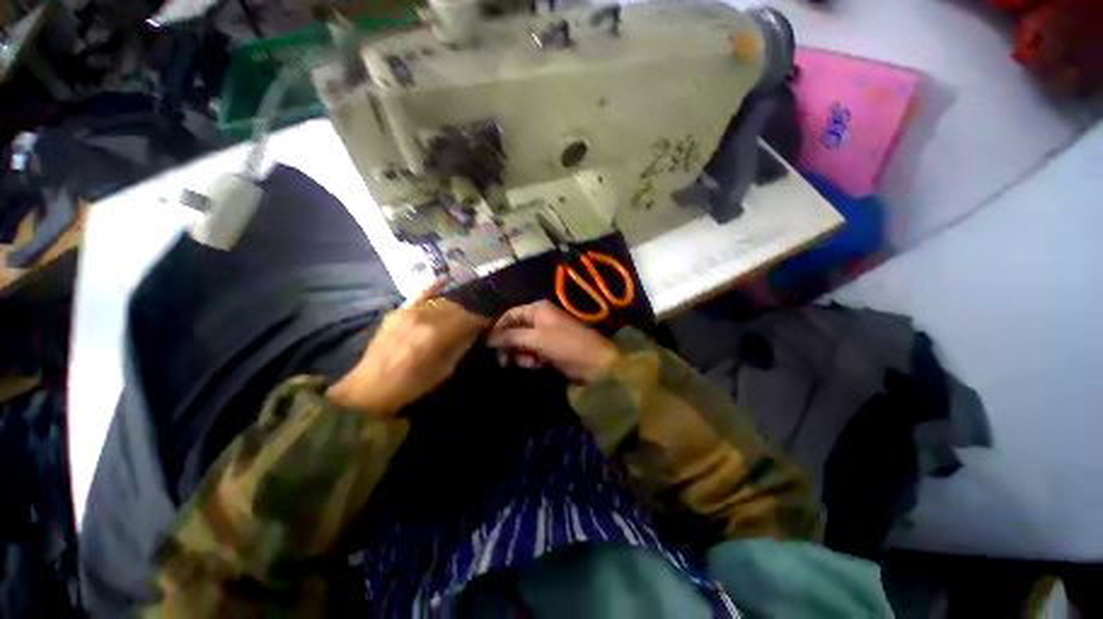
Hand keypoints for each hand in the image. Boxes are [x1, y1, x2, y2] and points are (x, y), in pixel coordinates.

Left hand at [327, 282, 489, 416]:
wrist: (370, 388)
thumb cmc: (412, 384)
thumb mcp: (444, 370)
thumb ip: (461, 346)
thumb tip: (474, 332)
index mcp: (437, 334)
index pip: (468, 319)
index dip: (480, 322)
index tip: (487, 326)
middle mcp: (424, 317)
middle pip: (456, 308)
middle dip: (467, 316)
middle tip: (471, 326)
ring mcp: (408, 311)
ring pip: (441, 302)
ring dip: (453, 309)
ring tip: (456, 318)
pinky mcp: (398, 311)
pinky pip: (419, 295)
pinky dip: (433, 288)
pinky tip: (444, 280)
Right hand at [486, 300, 619, 383]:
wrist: (595, 364)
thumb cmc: (566, 345)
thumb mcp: (537, 339)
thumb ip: (511, 337)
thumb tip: (487, 338)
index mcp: (538, 309)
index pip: (509, 315)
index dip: (498, 329)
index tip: (488, 346)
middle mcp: (540, 318)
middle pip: (514, 330)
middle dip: (510, 345)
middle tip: (504, 362)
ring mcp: (545, 333)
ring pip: (521, 343)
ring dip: (521, 355)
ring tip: (531, 363)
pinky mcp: (549, 348)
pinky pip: (531, 352)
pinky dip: (531, 359)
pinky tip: (538, 365)